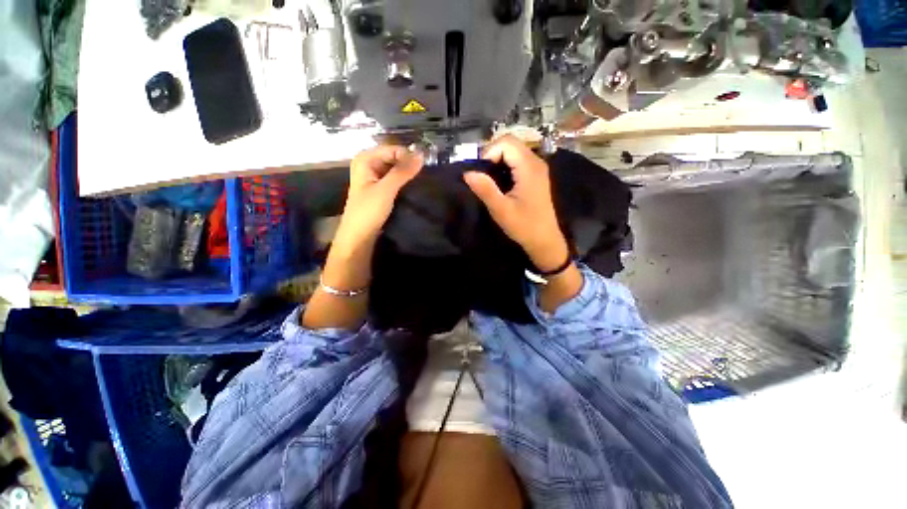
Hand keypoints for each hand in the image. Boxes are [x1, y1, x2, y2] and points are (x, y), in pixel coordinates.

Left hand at [334, 145, 423, 252]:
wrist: (359, 235)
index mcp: (365, 159)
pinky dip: (403, 181)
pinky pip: (394, 179)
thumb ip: (403, 171)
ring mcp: (373, 176)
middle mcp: (368, 163)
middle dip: (408, 164)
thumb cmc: (368, 211)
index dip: (409, 156)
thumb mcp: (386, 189)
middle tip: (425, 174)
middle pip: (394, 157)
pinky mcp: (379, 188)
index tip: (425, 167)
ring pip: (395, 169)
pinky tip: (413, 186)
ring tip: (422, 180)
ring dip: (407, 174)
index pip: (393, 149)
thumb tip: (421, 155)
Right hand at [463, 135, 567, 271]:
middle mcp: (536, 162)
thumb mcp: (501, 210)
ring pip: (513, 151)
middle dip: (492, 154)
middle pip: (510, 143)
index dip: (489, 152)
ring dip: (497, 160)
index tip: (480, 173)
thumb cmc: (524, 226)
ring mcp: (537, 168)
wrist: (544, 240)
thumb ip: (485, 189)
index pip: (506, 142)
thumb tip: (467, 172)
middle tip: (482, 175)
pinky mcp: (535, 175)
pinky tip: (499, 182)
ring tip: (488, 179)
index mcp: (529, 167)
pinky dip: (504, 166)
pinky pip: (517, 160)